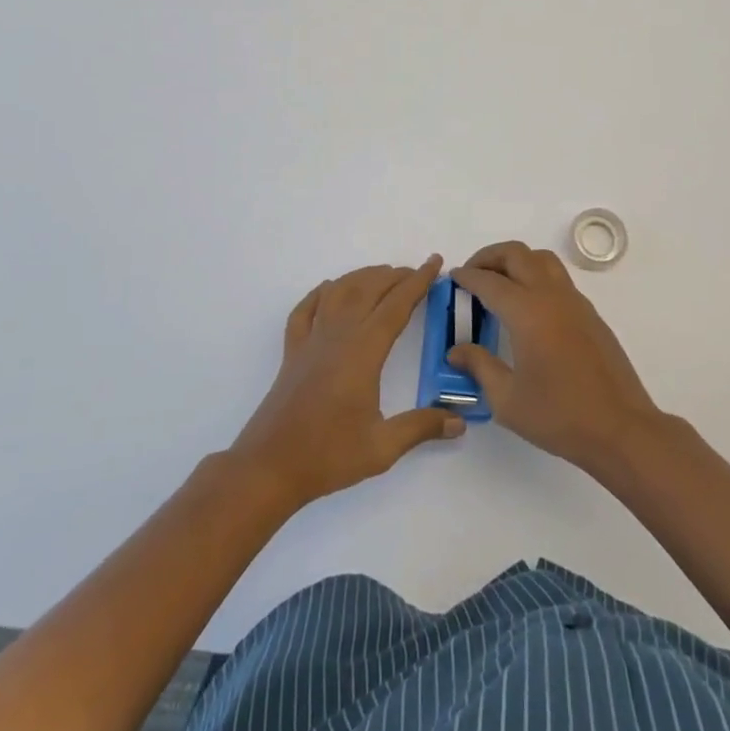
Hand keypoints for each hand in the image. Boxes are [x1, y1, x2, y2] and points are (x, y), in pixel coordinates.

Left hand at [230, 257, 462, 510]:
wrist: (269, 467)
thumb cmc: (328, 455)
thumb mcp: (382, 447)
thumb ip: (421, 428)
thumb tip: (460, 422)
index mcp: (363, 352)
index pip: (396, 306)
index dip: (418, 282)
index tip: (435, 263)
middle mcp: (338, 336)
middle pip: (368, 290)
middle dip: (394, 276)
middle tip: (415, 272)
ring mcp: (311, 341)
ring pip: (338, 292)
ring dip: (362, 277)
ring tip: (381, 274)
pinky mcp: (292, 352)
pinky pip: (305, 309)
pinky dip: (320, 292)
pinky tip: (329, 289)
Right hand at [449, 241, 664, 477]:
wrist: (620, 428)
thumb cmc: (559, 416)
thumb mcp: (507, 399)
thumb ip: (479, 367)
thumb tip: (456, 350)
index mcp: (527, 313)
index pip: (489, 281)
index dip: (467, 277)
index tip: (452, 278)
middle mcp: (551, 296)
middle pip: (517, 254)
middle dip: (489, 257)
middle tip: (472, 275)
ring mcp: (575, 302)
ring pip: (542, 259)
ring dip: (516, 261)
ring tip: (499, 283)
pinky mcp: (590, 314)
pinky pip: (558, 278)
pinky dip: (536, 276)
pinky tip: (528, 307)